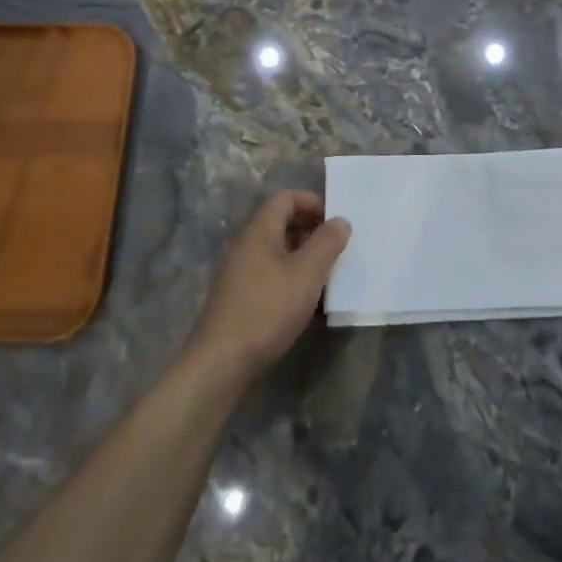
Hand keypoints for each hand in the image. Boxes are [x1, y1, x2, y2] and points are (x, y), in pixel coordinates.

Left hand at [188, 191, 349, 384]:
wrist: (221, 362)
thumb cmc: (268, 309)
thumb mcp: (307, 273)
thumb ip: (327, 243)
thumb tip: (340, 220)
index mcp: (259, 231)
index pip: (286, 198)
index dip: (313, 202)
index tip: (336, 221)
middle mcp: (246, 246)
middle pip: (282, 225)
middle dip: (313, 233)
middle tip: (338, 249)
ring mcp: (239, 274)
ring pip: (278, 254)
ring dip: (305, 261)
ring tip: (329, 279)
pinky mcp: (239, 299)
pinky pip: (271, 278)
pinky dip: (292, 283)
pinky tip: (310, 308)